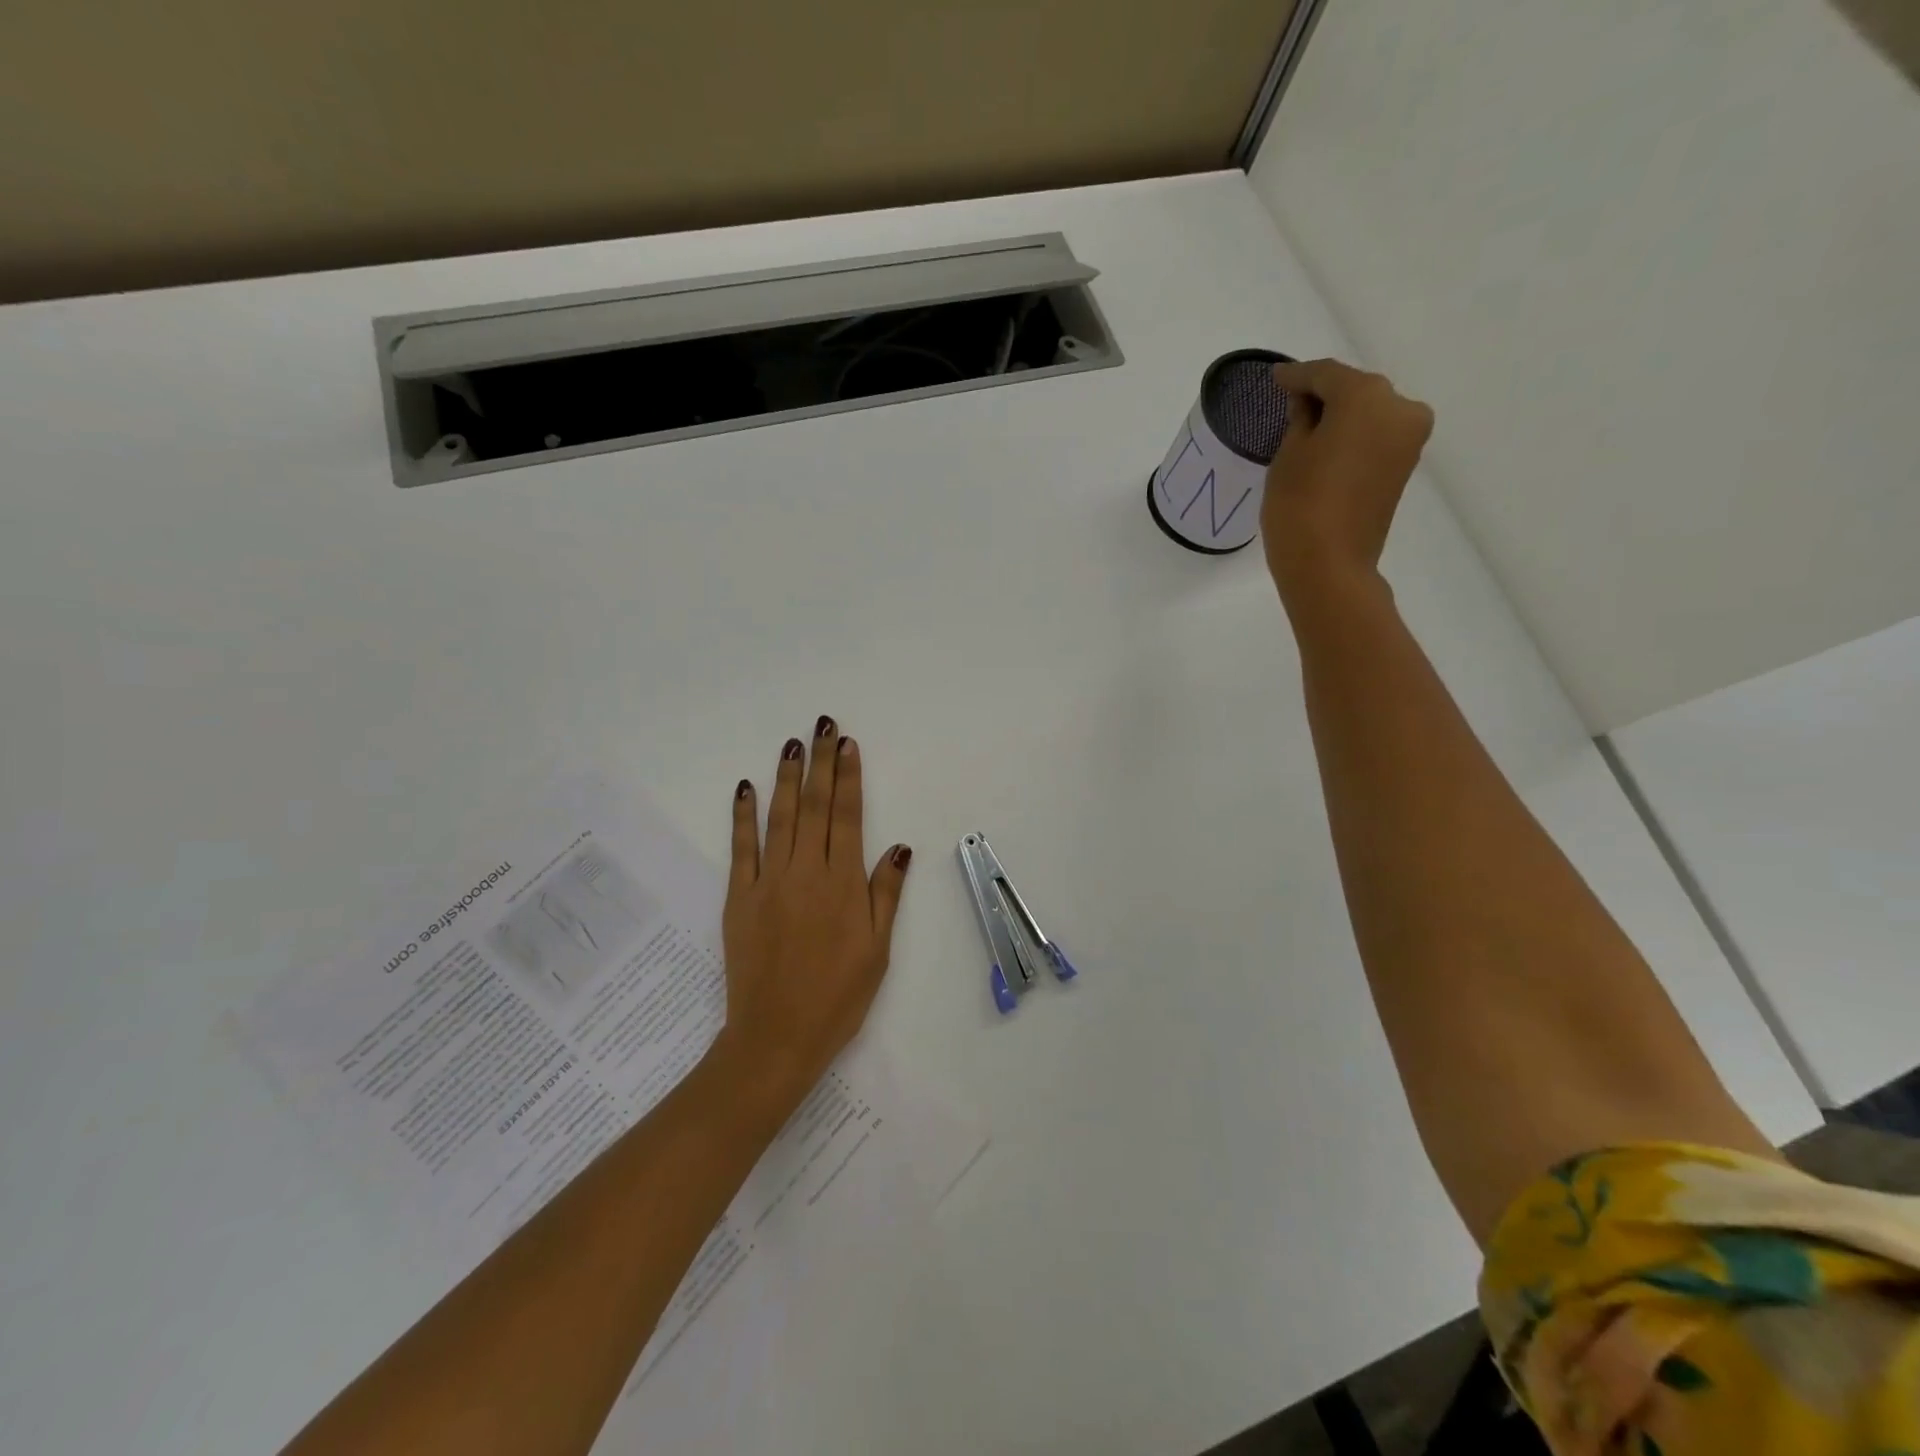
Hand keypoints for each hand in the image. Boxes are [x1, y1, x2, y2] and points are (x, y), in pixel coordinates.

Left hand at [712, 716, 910, 1113]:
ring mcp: (768, 883)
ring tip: (792, 743)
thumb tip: (897, 847)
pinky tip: (746, 788)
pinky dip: (743, 816)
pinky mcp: (738, 898)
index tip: (848, 745)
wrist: (776, 1037)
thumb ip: (885, 895)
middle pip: (813, 806)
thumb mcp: (877, 950)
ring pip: (779, 818)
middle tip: (823, 725)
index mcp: (843, 885)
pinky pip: (741, 848)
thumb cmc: (837, 997)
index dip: (848, 778)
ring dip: (786, 777)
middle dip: (820, 763)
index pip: (847, 817)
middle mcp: (806, 873)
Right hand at [1261, 359, 1434, 620]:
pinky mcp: (1405, 465)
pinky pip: (1376, 436)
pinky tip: (1329, 444)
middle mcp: (1399, 407)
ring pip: (1369, 413)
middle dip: (1324, 394)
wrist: (1329, 565)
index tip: (1275, 378)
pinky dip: (1354, 435)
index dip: (1297, 376)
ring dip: (1341, 415)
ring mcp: (1409, 438)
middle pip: (1356, 390)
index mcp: (1367, 396)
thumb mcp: (1289, 454)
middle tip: (1291, 401)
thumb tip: (1309, 404)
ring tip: (1308, 426)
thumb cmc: (1299, 506)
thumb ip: (1301, 418)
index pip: (1326, 375)